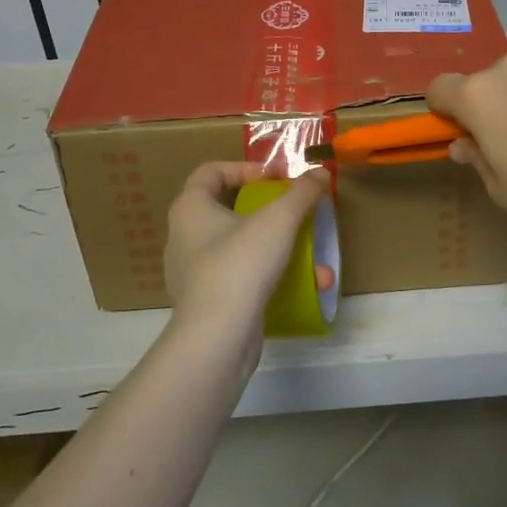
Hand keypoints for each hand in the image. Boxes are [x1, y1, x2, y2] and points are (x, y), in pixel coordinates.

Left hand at [164, 162, 333, 348]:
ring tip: (313, 257)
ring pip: (241, 247)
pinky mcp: (208, 303)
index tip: (278, 178)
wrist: (217, 339)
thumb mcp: (279, 220)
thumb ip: (302, 193)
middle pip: (229, 209)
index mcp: (190, 209)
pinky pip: (242, 278)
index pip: (211, 172)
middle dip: (270, 211)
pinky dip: (272, 277)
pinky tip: (305, 287)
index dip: (246, 168)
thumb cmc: (240, 264)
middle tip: (295, 213)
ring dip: (279, 248)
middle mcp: (185, 237)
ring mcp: (194, 273)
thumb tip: (322, 174)